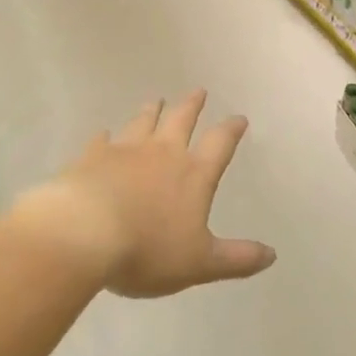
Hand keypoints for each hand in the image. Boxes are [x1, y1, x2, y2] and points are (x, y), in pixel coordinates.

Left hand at [16, 90, 273, 297]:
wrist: (83, 235)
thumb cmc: (147, 250)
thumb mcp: (200, 263)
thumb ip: (237, 259)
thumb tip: (272, 255)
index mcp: (194, 175)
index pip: (220, 144)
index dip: (231, 130)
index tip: (239, 118)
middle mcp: (163, 154)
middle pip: (181, 121)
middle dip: (193, 106)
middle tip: (199, 91)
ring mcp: (125, 152)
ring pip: (143, 123)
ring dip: (152, 111)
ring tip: (157, 100)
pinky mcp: (91, 158)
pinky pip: (101, 141)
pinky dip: (106, 137)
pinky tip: (104, 134)